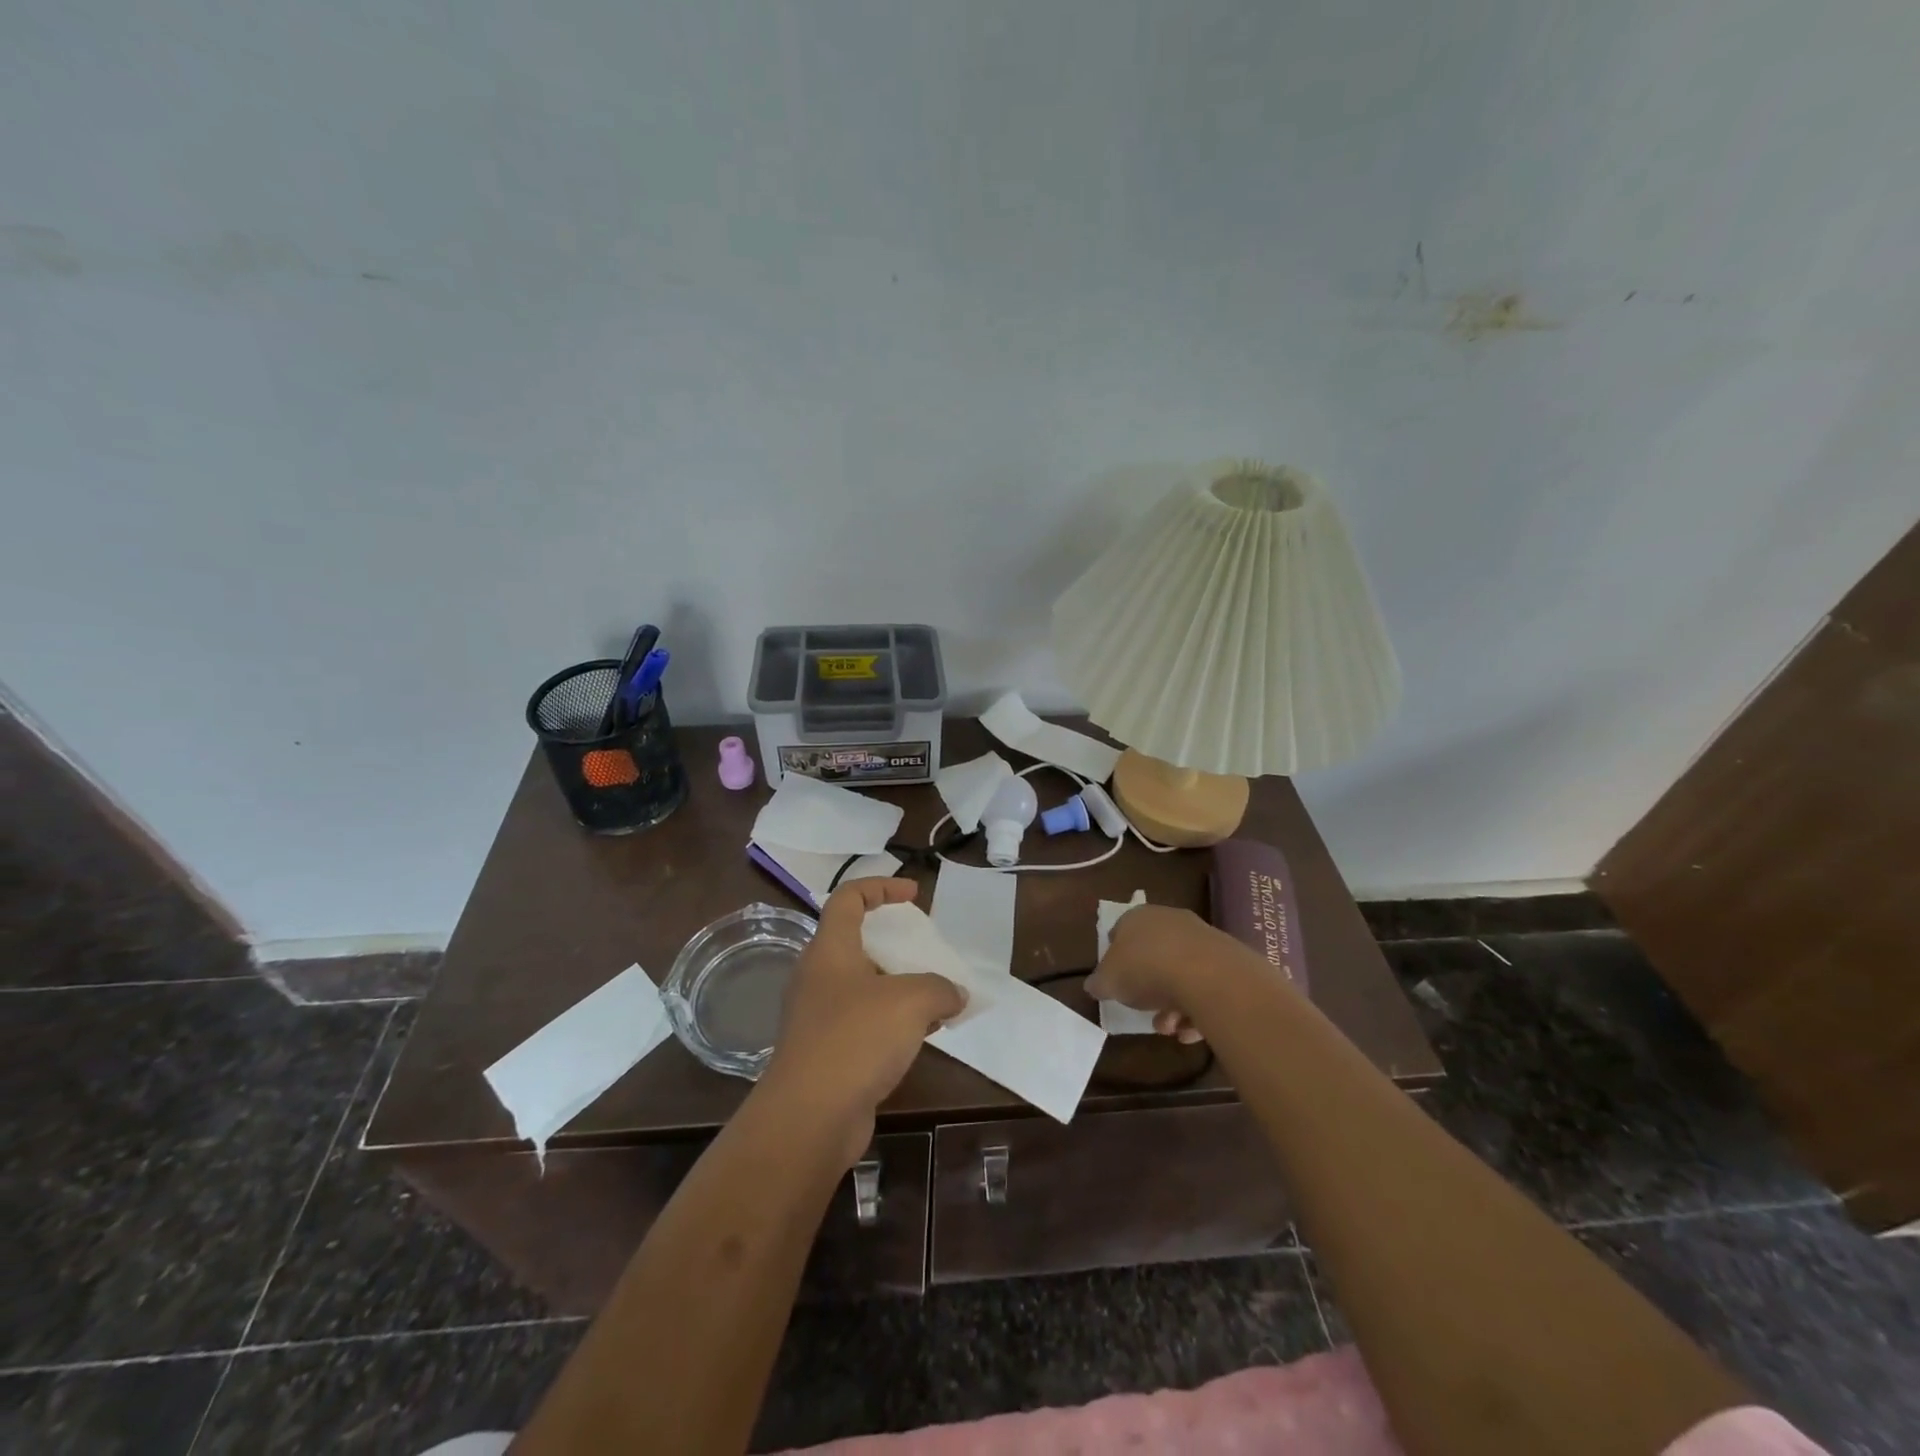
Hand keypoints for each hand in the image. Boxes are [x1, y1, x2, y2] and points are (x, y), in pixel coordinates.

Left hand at [763, 878, 966, 1164]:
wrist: (809, 1118)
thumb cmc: (856, 1039)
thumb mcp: (911, 1001)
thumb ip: (940, 988)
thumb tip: (955, 994)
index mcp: (830, 949)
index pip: (848, 898)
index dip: (881, 886)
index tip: (914, 894)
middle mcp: (818, 976)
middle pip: (856, 942)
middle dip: (894, 942)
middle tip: (926, 950)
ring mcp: (818, 1016)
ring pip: (863, 986)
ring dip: (898, 985)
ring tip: (935, 995)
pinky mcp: (826, 1052)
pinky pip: (864, 1022)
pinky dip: (893, 1021)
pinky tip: (923, 1035)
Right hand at [1085, 904, 1255, 1044]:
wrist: (1207, 976)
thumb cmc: (1146, 970)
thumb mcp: (1108, 981)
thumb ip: (1099, 983)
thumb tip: (1093, 985)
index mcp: (1138, 917)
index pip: (1121, 931)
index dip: (1116, 956)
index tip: (1116, 980)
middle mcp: (1170, 920)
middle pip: (1154, 954)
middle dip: (1148, 987)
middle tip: (1145, 1011)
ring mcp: (1201, 938)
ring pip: (1181, 973)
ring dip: (1173, 1004)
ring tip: (1170, 1029)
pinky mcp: (1227, 959)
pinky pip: (1206, 985)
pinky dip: (1198, 1007)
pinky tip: (1191, 1030)